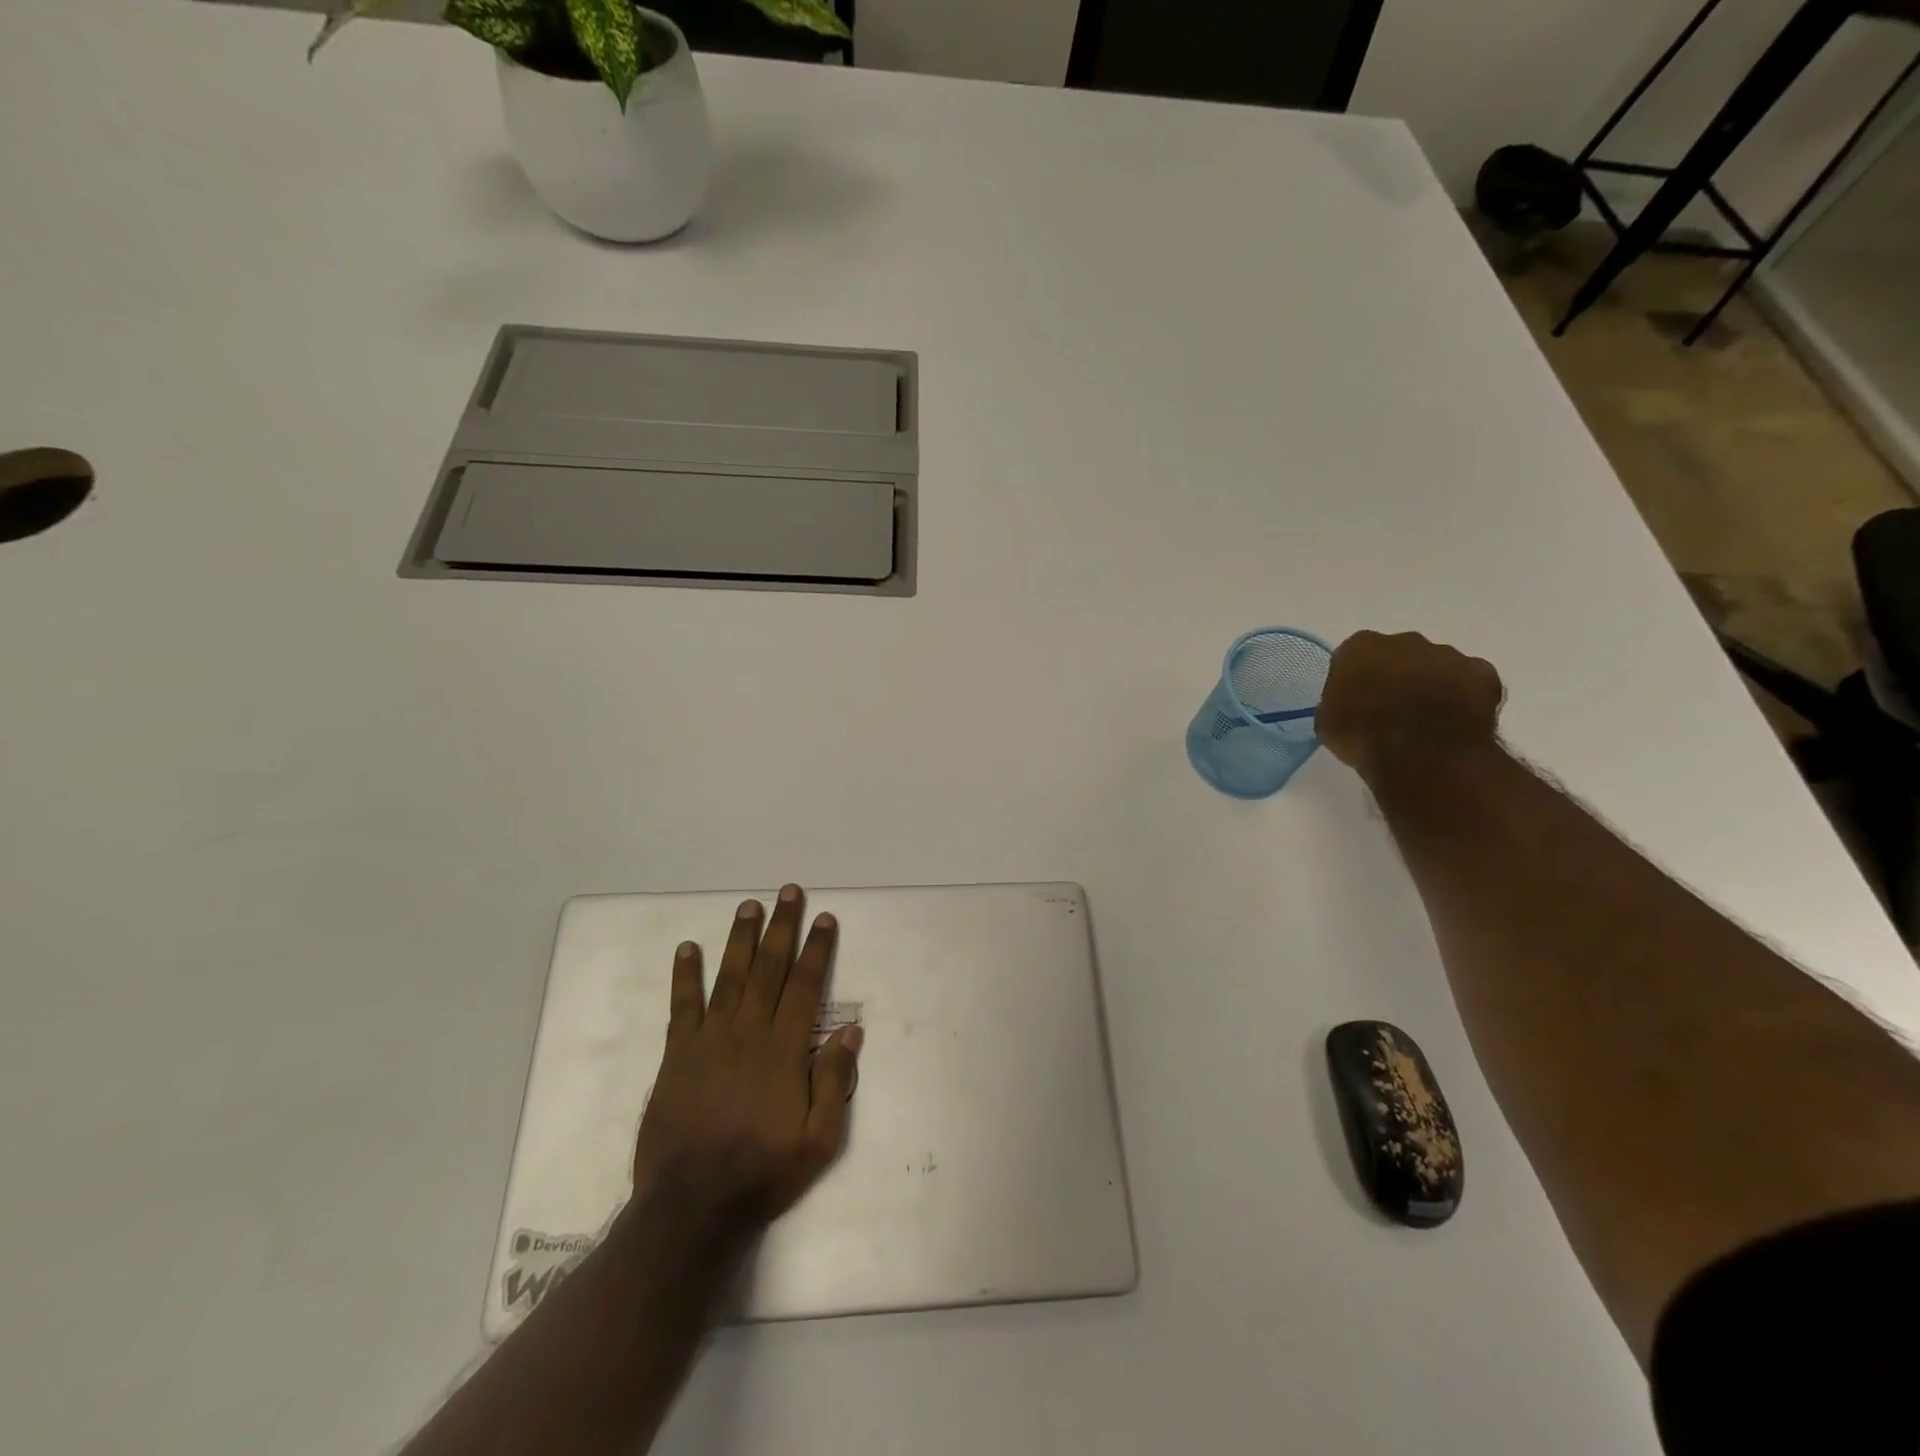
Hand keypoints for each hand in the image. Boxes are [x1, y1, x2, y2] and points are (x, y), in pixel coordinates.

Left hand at [632, 885, 861, 1232]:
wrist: (692, 1206)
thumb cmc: (763, 1172)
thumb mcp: (819, 1140)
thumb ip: (835, 1081)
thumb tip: (851, 1031)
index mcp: (784, 1050)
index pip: (806, 986)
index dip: (817, 949)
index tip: (824, 918)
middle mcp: (748, 1033)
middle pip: (769, 969)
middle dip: (781, 927)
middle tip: (788, 892)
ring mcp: (709, 1040)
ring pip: (729, 977)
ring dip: (741, 939)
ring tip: (749, 906)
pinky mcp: (678, 1056)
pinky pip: (682, 1006)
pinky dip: (685, 976)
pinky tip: (687, 948)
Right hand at [1316, 631, 1504, 780]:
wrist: (1420, 754)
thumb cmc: (1362, 736)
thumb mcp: (1328, 722)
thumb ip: (1338, 702)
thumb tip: (1349, 704)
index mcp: (1360, 647)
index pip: (1354, 656)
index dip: (1356, 679)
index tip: (1356, 702)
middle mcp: (1405, 640)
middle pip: (1399, 654)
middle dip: (1397, 675)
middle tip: (1392, 710)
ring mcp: (1448, 654)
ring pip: (1437, 666)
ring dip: (1432, 685)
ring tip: (1427, 722)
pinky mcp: (1483, 673)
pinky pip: (1471, 681)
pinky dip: (1464, 697)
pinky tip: (1456, 723)